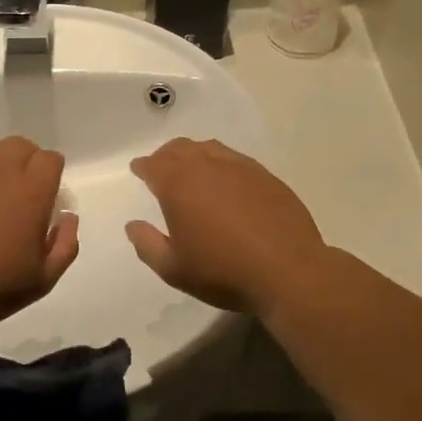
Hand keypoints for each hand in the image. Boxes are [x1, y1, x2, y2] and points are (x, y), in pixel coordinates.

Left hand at [0, 136, 79, 330]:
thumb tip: (68, 218)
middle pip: (22, 146)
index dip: (52, 178)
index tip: (46, 202)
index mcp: (32, 190)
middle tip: (20, 198)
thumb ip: (65, 245)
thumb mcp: (42, 280)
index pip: (51, 160)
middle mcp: (1, 168)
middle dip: (28, 165)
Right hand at [125, 138, 328, 321]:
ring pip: (209, 149)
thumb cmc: (223, 271)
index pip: (154, 164)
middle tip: (161, 168)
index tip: (139, 170)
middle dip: (166, 156)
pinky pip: (235, 159)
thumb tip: (133, 225)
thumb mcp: (174, 269)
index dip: (143, 166)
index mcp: (178, 184)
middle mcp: (207, 166)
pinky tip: (226, 181)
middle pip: (180, 149)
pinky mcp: (266, 176)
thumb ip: (147, 245)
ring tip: (192, 170)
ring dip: (194, 154)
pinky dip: (221, 163)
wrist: (289, 271)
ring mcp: (240, 167)